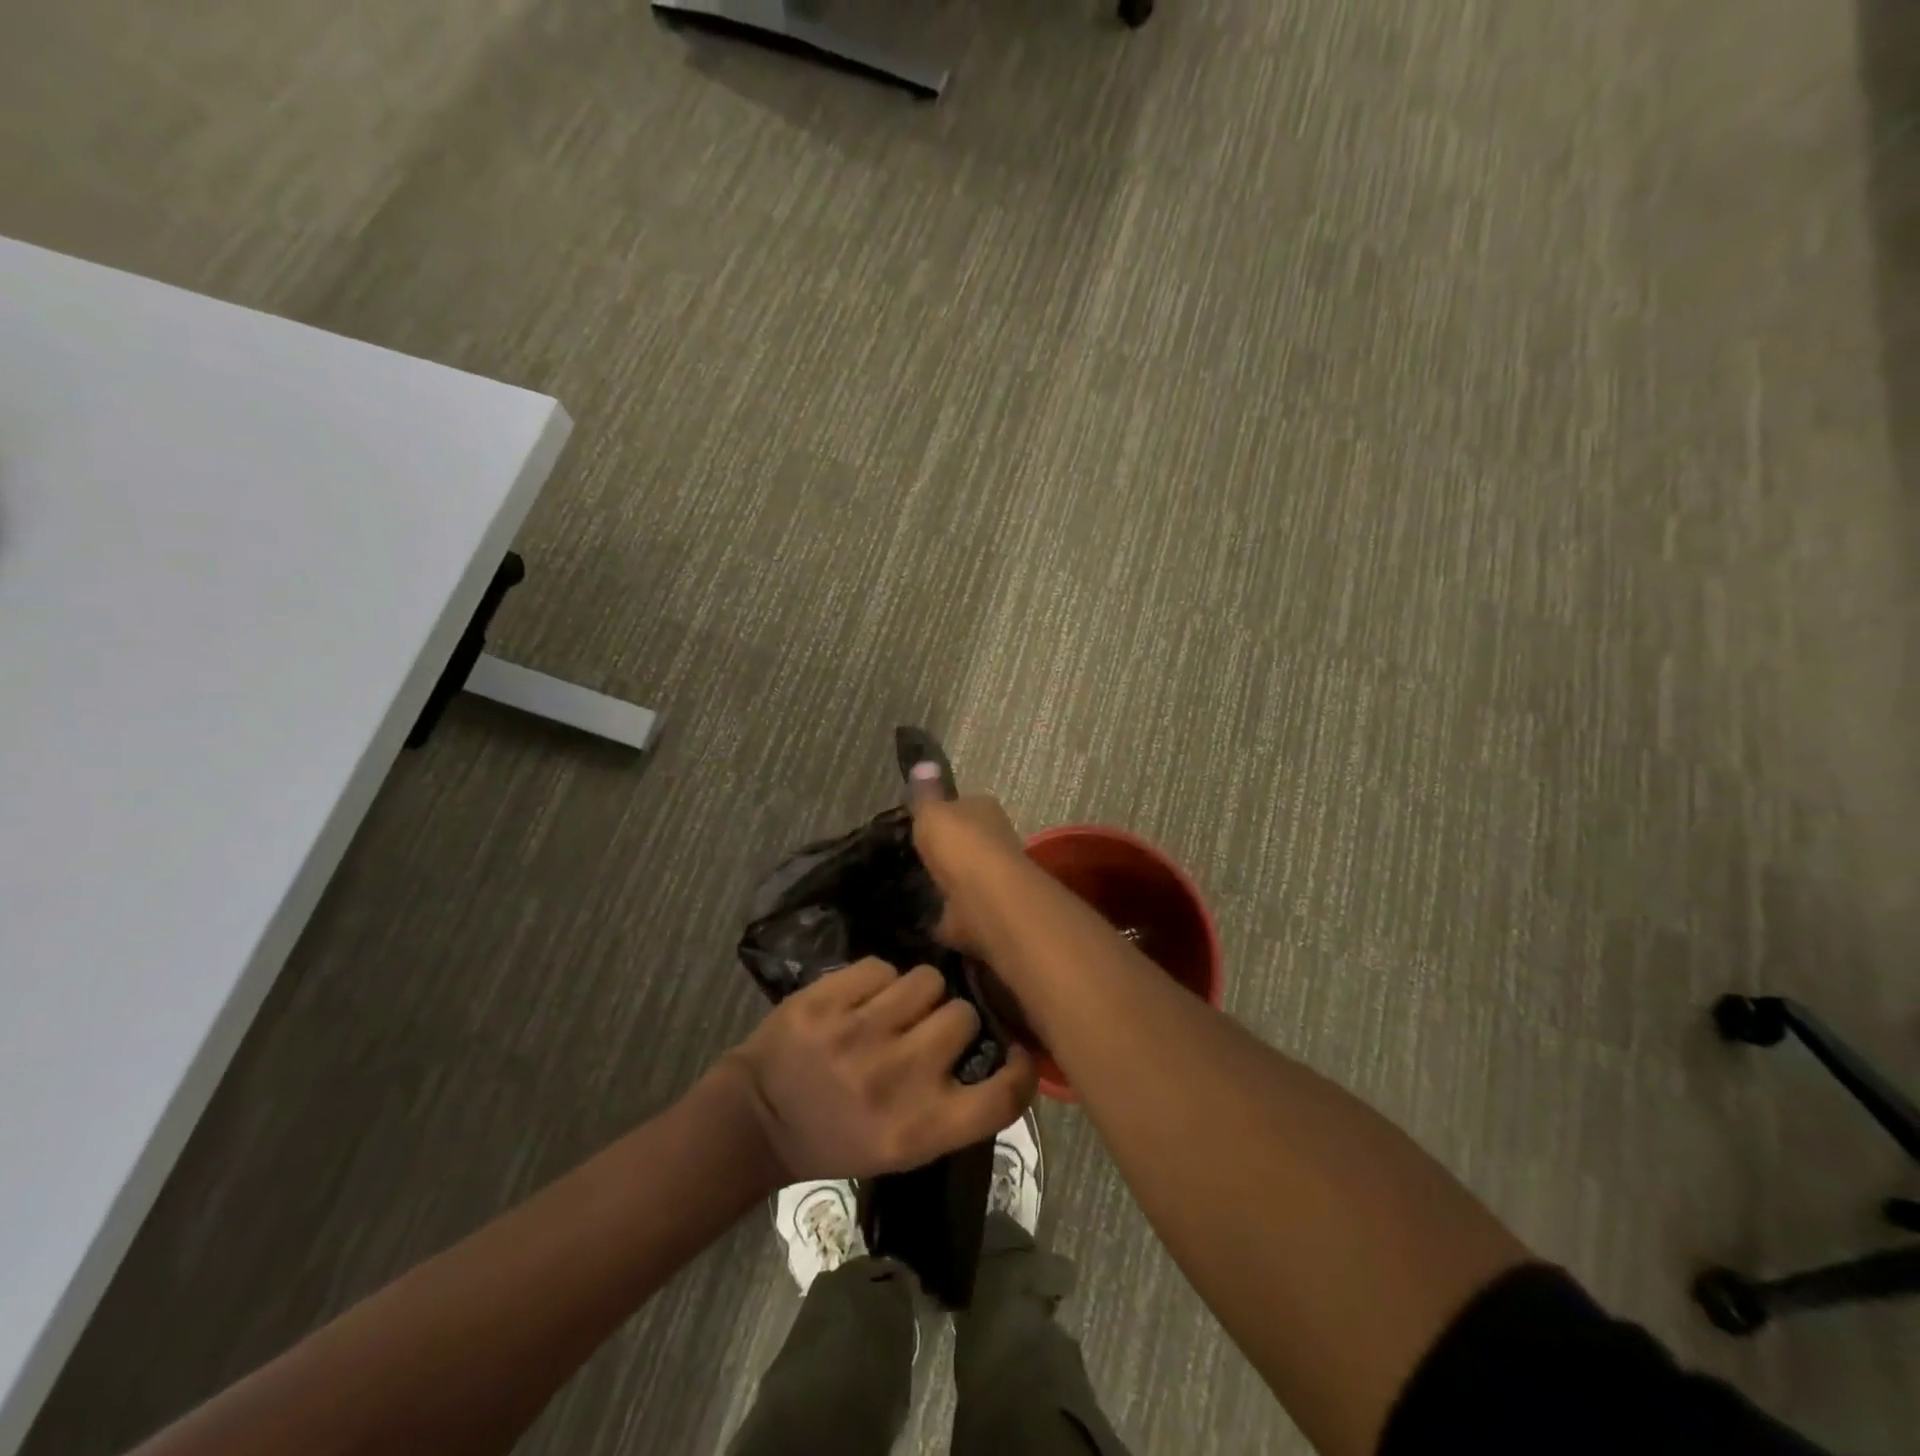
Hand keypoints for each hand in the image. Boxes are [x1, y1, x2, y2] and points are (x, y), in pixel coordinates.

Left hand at [726, 957, 1035, 1181]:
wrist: (756, 1120)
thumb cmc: (838, 1138)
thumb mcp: (903, 1149)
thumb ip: (953, 1106)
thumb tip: (1001, 1048)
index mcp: (919, 1131)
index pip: (1001, 1098)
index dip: (1022, 1069)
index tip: (1017, 1052)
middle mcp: (895, 1081)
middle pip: (964, 1015)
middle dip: (952, 1019)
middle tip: (926, 1030)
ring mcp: (857, 1036)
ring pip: (927, 980)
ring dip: (918, 993)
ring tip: (892, 1011)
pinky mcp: (825, 1002)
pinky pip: (882, 967)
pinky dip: (877, 981)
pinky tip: (858, 1002)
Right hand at [905, 778, 1032, 955]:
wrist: (984, 899)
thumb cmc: (960, 845)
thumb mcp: (932, 811)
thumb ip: (925, 793)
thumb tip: (923, 764)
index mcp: (985, 809)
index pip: (964, 804)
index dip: (944, 811)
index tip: (921, 822)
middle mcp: (996, 840)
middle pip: (968, 841)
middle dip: (948, 849)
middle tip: (914, 856)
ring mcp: (993, 879)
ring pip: (965, 876)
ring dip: (948, 883)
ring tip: (915, 885)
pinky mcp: (984, 912)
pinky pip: (959, 911)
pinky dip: (946, 914)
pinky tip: (924, 915)